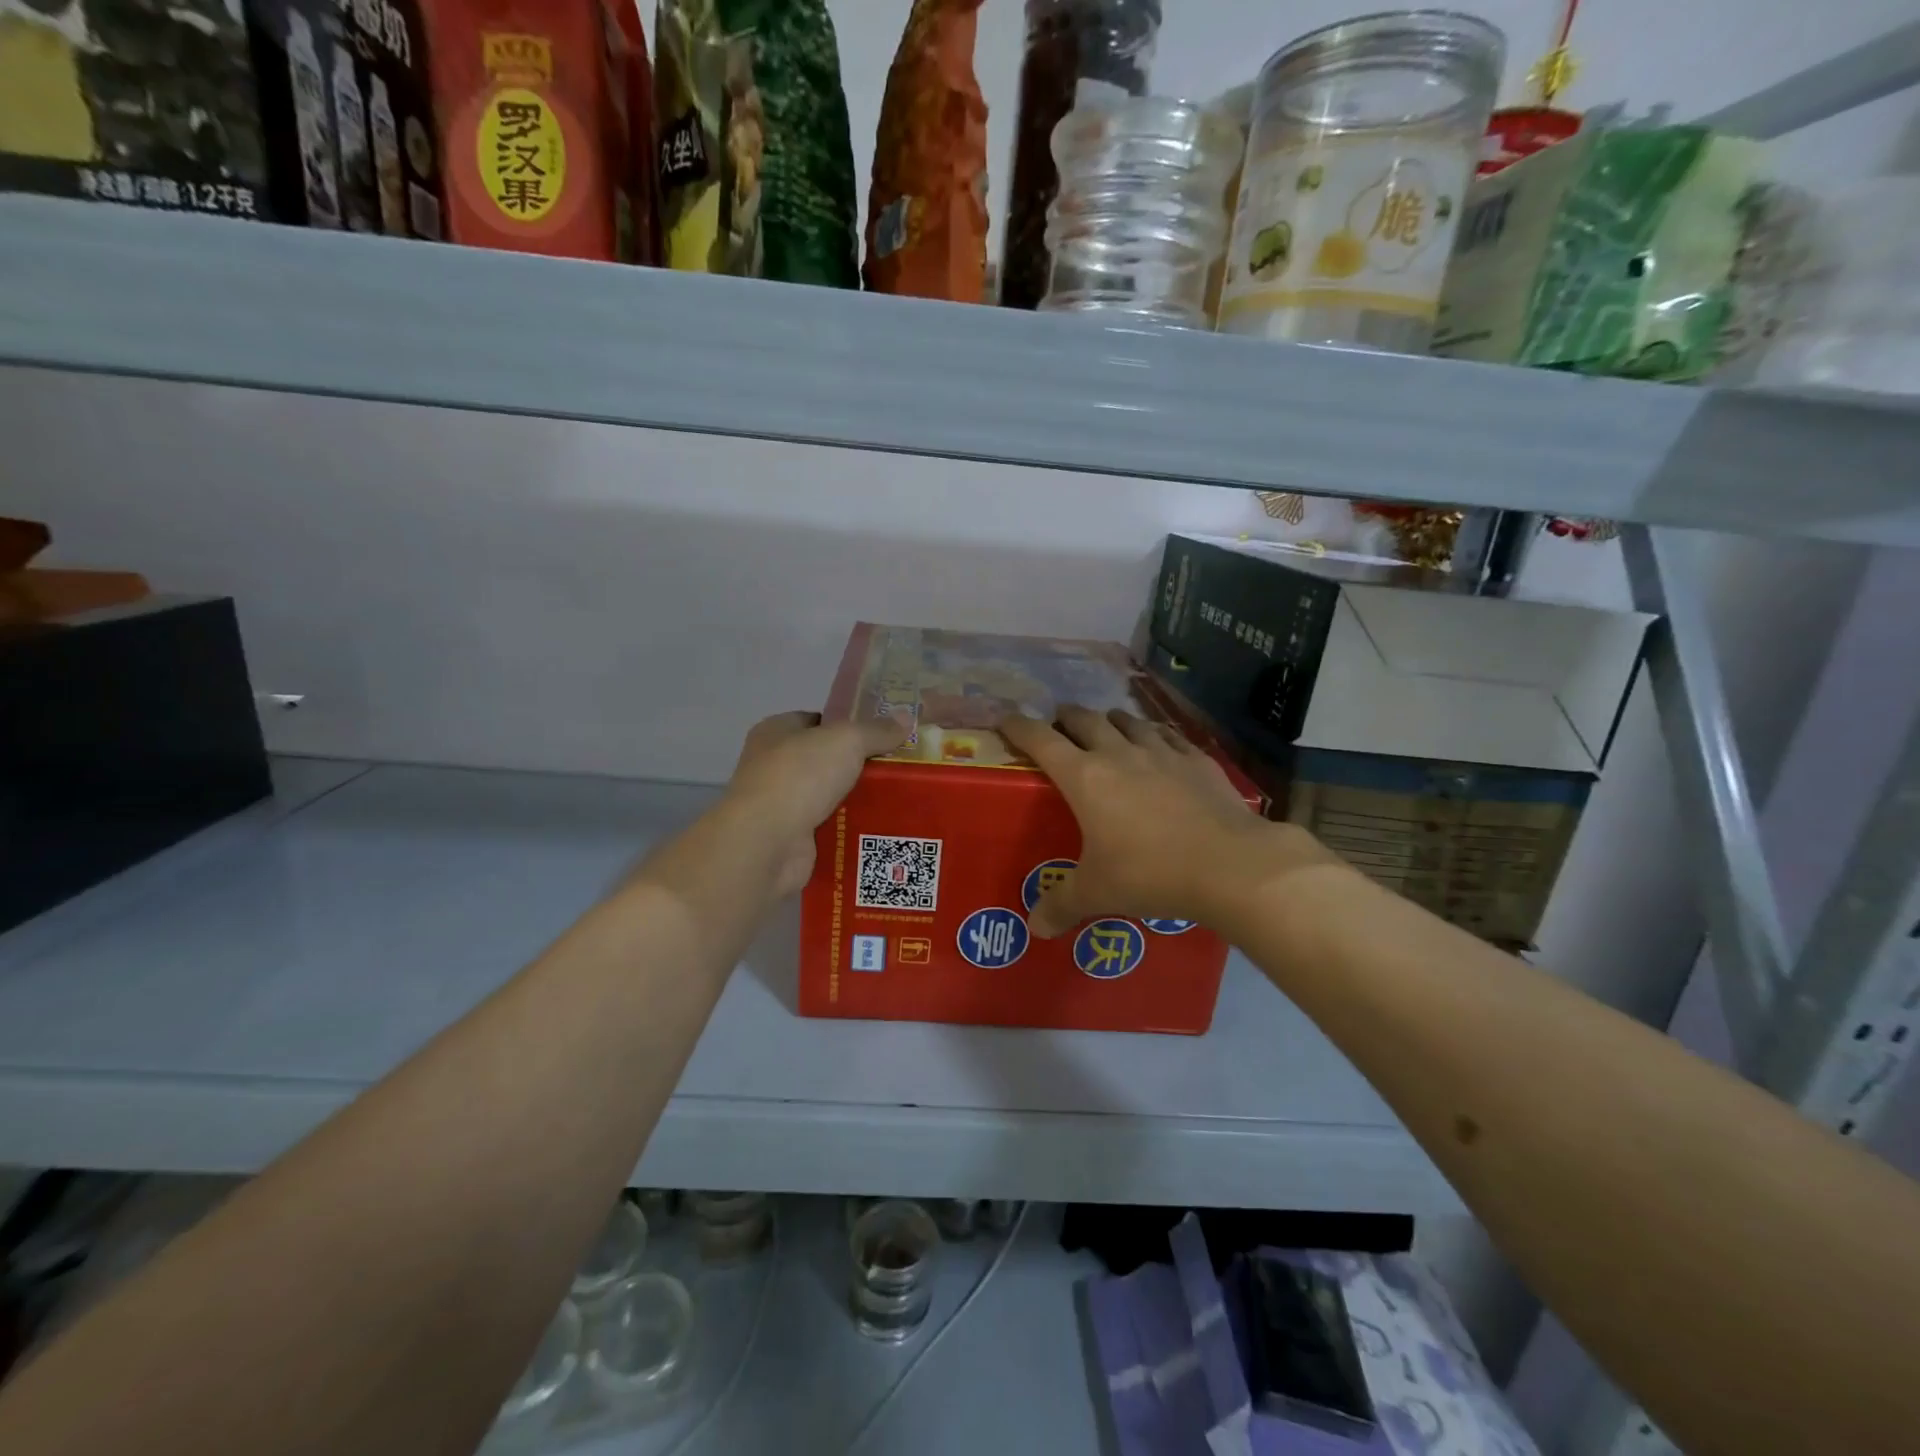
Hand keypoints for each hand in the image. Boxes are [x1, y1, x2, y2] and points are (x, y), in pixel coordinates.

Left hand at [721, 710, 909, 897]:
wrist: (767, 843)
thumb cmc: (800, 777)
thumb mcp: (846, 741)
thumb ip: (876, 730)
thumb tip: (906, 718)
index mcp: (776, 731)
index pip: (817, 720)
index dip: (849, 724)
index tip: (884, 733)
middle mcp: (773, 765)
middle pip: (826, 759)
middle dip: (860, 764)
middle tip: (900, 766)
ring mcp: (781, 804)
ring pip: (830, 795)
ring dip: (858, 798)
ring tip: (901, 798)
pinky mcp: (792, 838)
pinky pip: (831, 827)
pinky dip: (851, 828)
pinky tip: (883, 827)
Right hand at [999, 706, 1332, 937]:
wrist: (1230, 865)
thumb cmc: (1150, 874)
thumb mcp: (1097, 893)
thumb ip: (1061, 905)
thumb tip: (1034, 928)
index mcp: (1084, 777)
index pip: (1040, 739)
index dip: (1019, 727)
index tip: (1006, 721)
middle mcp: (1118, 753)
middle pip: (1084, 719)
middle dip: (1065, 718)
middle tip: (1058, 727)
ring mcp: (1161, 752)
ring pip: (1127, 720)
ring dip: (1109, 721)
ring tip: (1106, 730)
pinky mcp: (1197, 759)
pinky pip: (1167, 735)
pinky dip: (1153, 735)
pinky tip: (1158, 747)